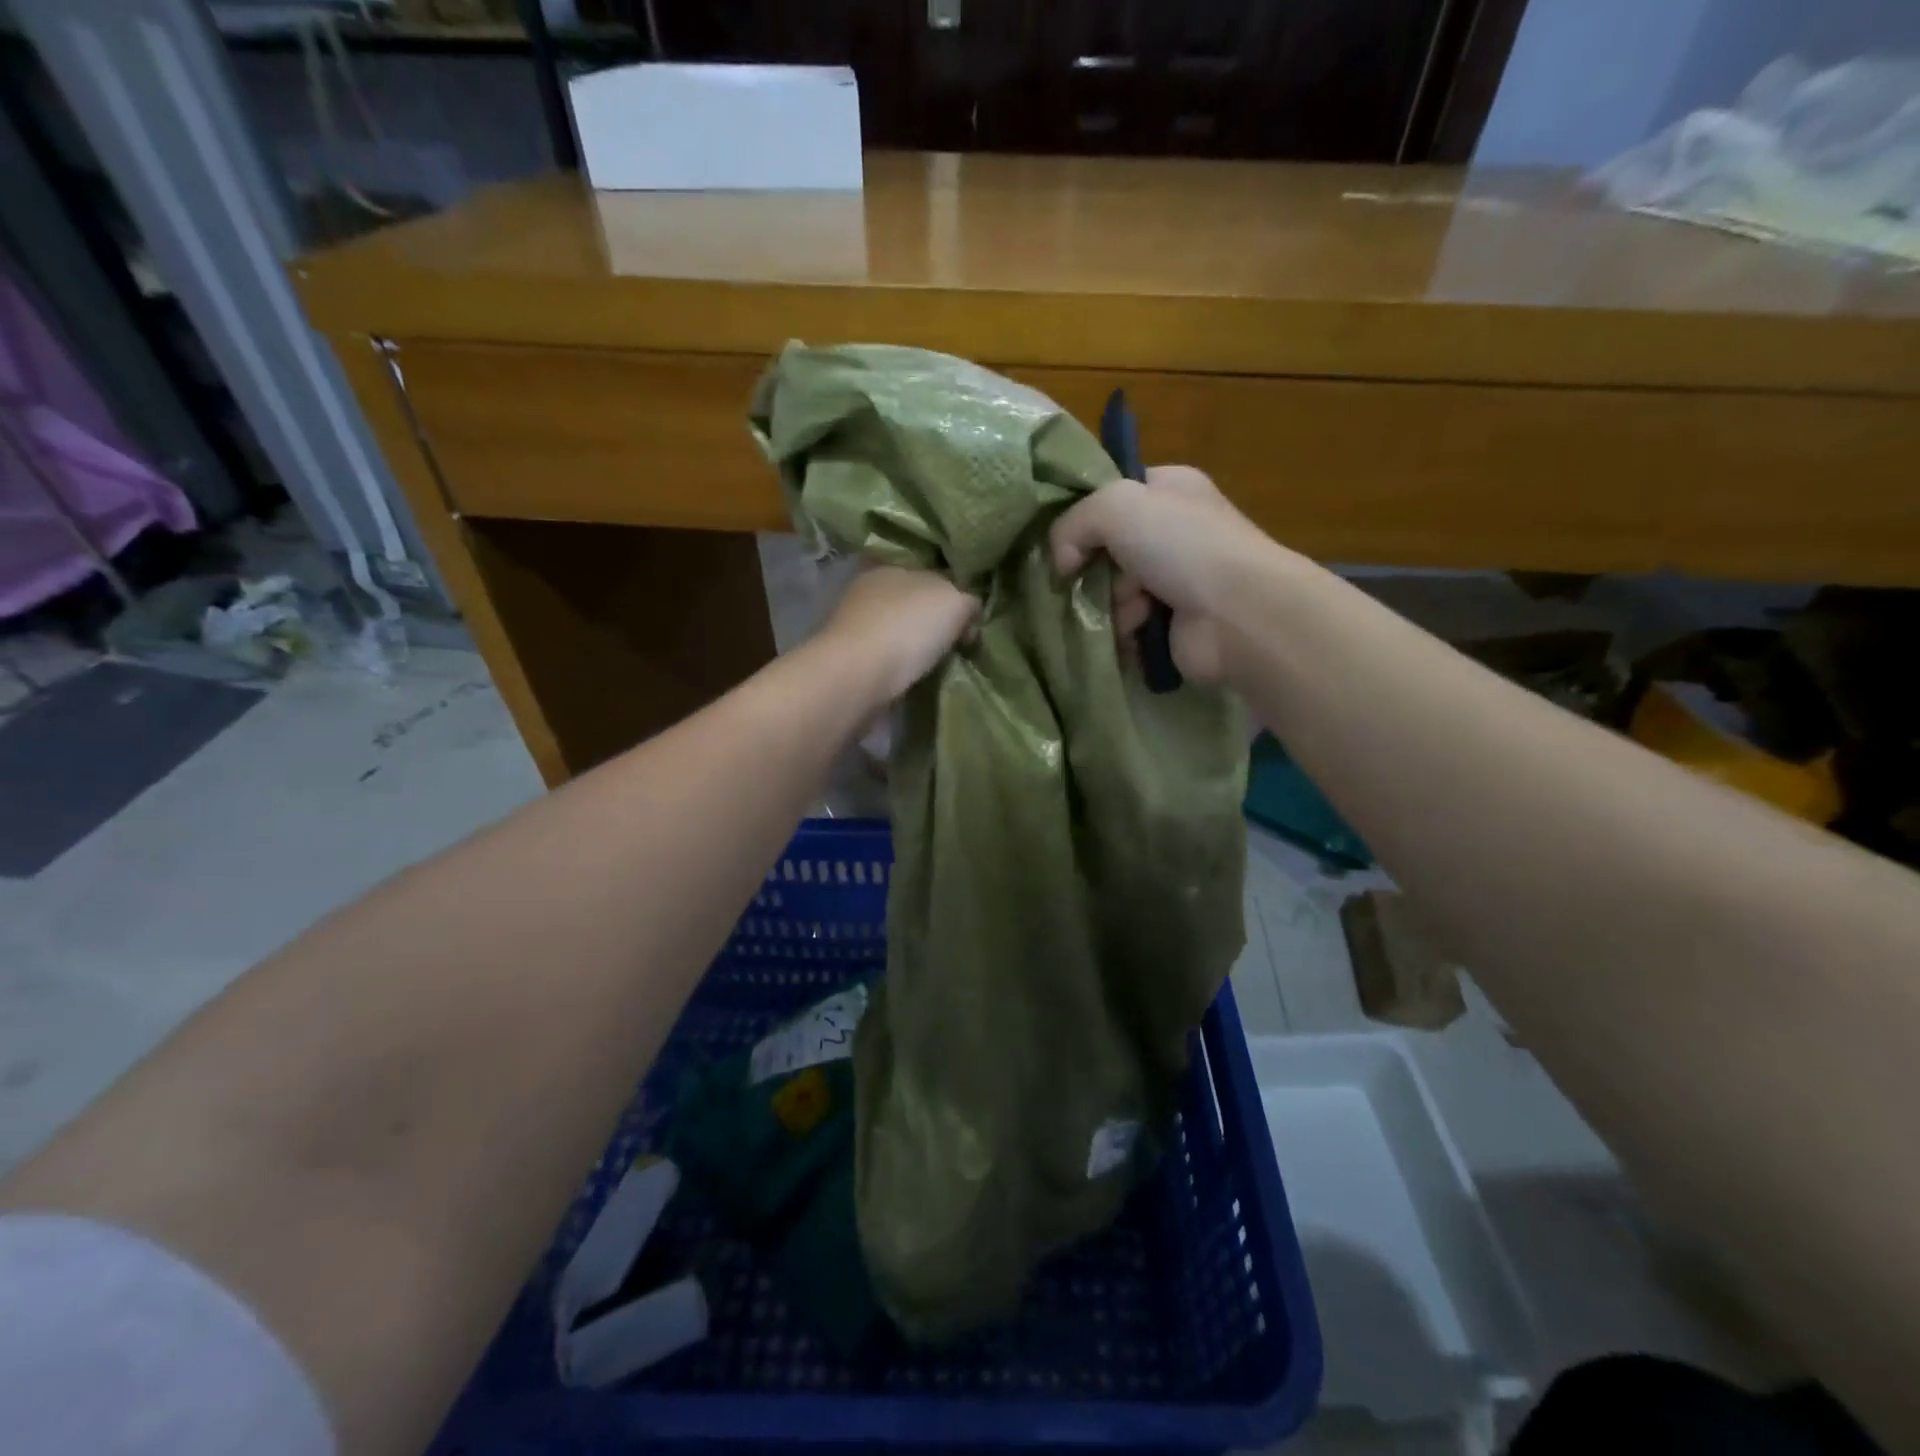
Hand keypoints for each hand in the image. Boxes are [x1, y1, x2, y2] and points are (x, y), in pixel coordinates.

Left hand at [818, 565, 979, 704]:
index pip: (928, 571)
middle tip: (960, 642)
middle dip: (935, 619)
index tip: (971, 617)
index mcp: (890, 565)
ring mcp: (855, 626)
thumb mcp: (955, 601)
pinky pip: (887, 657)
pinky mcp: (851, 659)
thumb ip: (969, 599)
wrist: (856, 678)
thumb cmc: (907, 628)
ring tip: (941, 662)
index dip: (953, 591)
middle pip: (912, 602)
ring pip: (898, 630)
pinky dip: (902, 665)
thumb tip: (970, 610)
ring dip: (917, 644)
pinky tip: (916, 675)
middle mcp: (868, 590)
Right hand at [1050, 465, 1273, 684]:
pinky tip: (1136, 631)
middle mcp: (1174, 531)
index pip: (1113, 495)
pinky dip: (1124, 631)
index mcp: (1170, 489)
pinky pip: (1127, 625)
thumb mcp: (1116, 506)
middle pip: (1106, 549)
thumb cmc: (1182, 545)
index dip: (1085, 516)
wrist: (1238, 613)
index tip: (1067, 540)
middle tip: (1097, 578)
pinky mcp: (1172, 623)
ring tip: (1132, 610)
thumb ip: (1072, 522)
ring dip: (1112, 604)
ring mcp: (1175, 579)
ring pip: (1112, 591)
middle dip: (1096, 569)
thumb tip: (1062, 562)